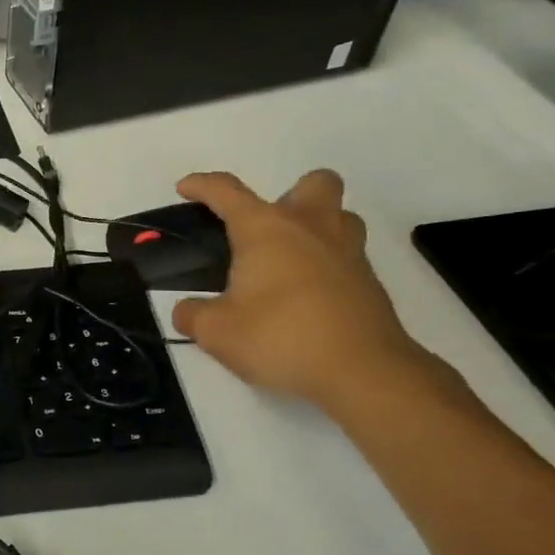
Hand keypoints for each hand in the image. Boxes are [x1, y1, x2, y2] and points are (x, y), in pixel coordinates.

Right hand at [171, 170, 436, 410]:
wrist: (362, 372)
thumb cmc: (280, 337)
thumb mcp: (217, 332)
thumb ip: (193, 316)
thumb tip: (186, 311)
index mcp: (266, 229)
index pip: (227, 191)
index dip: (202, 184)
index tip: (185, 188)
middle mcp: (310, 228)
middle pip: (313, 183)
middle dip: (290, 195)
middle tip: (266, 232)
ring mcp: (347, 253)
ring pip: (340, 216)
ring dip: (318, 226)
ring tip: (290, 261)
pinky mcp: (369, 283)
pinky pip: (347, 257)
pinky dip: (327, 267)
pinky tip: (307, 299)